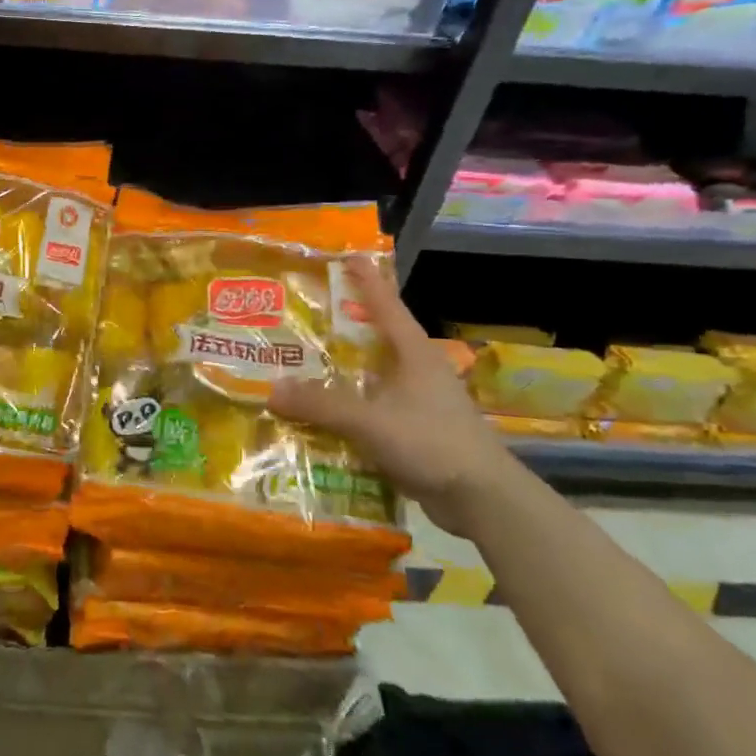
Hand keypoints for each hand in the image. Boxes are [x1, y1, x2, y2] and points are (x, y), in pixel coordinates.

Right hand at [269, 255, 515, 536]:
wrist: (483, 499)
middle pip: (377, 338)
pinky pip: (373, 409)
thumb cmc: (433, 443)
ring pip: (373, 376)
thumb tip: (272, 389)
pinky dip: (349, 407)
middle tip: (308, 315)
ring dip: (343, 371)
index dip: (366, 279)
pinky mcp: (416, 432)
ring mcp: (420, 403)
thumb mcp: (371, 420)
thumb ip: (322, 404)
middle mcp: (418, 371)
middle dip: (345, 326)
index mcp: (414, 354)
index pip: (386, 305)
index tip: (348, 255)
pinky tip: (322, 416)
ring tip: (304, 364)